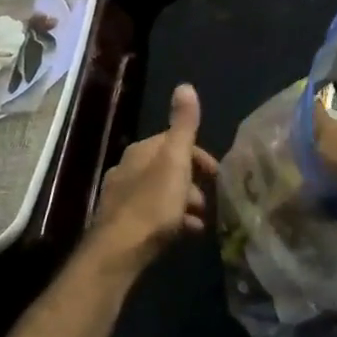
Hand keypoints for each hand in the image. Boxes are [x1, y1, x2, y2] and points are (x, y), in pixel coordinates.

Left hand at [86, 84, 218, 274]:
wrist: (119, 251)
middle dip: (191, 180)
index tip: (217, 173)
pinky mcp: (120, 223)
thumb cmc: (153, 203)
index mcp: (140, 151)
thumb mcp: (175, 160)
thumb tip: (185, 85)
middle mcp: (127, 168)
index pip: (173, 141)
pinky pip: (152, 213)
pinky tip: (184, 234)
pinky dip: (171, 218)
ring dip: (183, 201)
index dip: (198, 154)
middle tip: (210, 198)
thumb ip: (183, 125)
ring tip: (201, 219)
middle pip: (167, 167)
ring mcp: (121, 196)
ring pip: (160, 191)